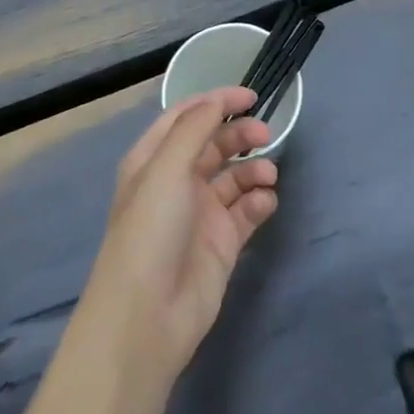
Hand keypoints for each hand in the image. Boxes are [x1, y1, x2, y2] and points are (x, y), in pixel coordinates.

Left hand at [81, 88, 279, 379]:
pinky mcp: (222, 242)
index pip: (186, 117)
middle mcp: (176, 182)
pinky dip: (259, 201)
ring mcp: (201, 213)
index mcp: (153, 160)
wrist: (147, 317)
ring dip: (254, 168)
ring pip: (235, 176)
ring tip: (267, 175)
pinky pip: (247, 210)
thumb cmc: (150, 231)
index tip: (251, 96)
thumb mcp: (165, 169)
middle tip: (265, 134)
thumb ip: (194, 129)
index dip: (216, 101)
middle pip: (214, 144)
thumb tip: (218, 101)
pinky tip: (264, 203)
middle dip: (240, 134)